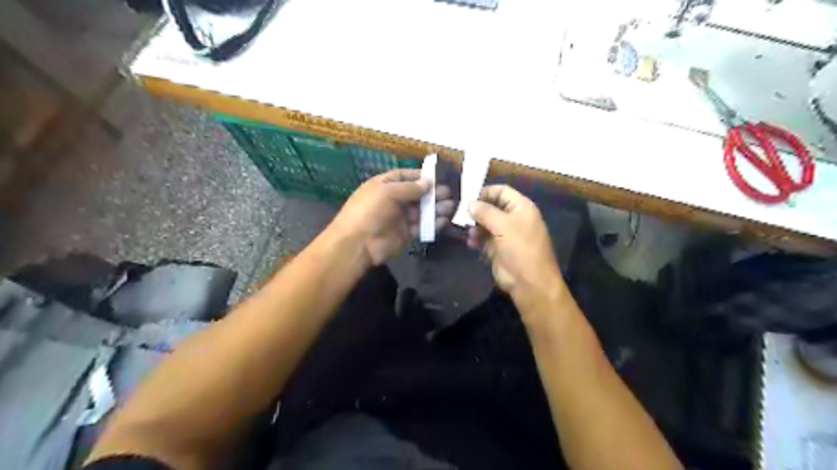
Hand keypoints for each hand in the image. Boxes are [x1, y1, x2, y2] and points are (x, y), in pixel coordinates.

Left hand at [329, 168, 455, 264]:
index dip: (419, 176)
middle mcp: (393, 200)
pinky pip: (421, 227)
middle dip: (432, 193)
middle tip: (448, 193)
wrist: (358, 244)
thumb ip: (409, 188)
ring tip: (450, 206)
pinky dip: (433, 224)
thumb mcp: (387, 192)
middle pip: (416, 194)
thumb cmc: (369, 211)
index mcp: (384, 186)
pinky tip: (444, 220)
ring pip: (421, 211)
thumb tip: (428, 183)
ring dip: (435, 208)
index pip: (403, 176)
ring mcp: (399, 218)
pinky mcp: (405, 234)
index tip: (436, 177)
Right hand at [469, 183, 564, 299]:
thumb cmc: (520, 248)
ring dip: (475, 226)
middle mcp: (514, 218)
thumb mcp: (503, 225)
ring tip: (468, 232)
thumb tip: (469, 203)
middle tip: (461, 215)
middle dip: (477, 211)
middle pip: (492, 207)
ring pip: (486, 224)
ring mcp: (506, 234)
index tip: (467, 198)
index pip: (502, 191)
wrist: (529, 282)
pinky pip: (484, 239)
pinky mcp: (498, 249)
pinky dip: (477, 239)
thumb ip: (485, 212)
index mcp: (521, 207)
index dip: (485, 192)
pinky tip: (471, 243)